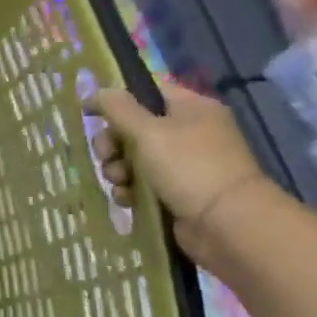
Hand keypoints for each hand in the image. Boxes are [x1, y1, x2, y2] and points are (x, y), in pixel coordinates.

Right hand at [85, 79, 276, 265]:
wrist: (227, 224)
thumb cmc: (189, 167)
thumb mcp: (148, 131)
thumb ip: (118, 108)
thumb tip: (96, 91)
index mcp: (191, 108)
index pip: (147, 91)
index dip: (116, 99)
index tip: (90, 113)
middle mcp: (189, 132)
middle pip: (133, 127)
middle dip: (112, 143)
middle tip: (106, 156)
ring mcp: (183, 164)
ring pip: (133, 158)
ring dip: (117, 169)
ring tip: (119, 182)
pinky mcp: (176, 192)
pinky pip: (142, 184)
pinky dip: (130, 190)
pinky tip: (127, 199)